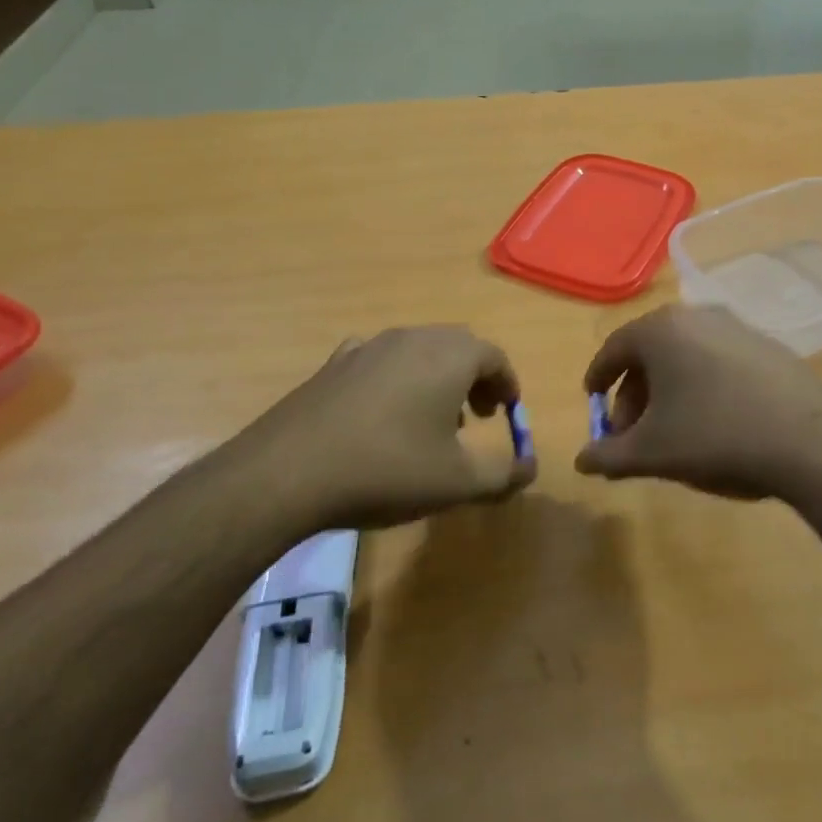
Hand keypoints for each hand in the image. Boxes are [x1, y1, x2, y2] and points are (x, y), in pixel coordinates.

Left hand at [252, 326, 536, 530]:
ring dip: (437, 377)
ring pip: (419, 350)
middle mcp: (413, 338)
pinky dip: (396, 377)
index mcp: (450, 355)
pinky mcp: (335, 363)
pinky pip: (380, 359)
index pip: (494, 356)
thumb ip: (504, 474)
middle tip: (479, 415)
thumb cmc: (388, 469)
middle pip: (458, 346)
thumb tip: (531, 468)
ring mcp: (370, 346)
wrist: (290, 471)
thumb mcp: (457, 483)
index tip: (508, 413)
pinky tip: (384, 410)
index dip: (508, 384)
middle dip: (475, 378)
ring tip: (434, 420)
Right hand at [575, 305, 821, 501]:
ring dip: (668, 390)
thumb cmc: (714, 435)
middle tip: (631, 433)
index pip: (613, 348)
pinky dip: (701, 384)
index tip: (593, 402)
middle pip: (649, 351)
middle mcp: (695, 316)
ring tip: (671, 431)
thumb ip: (609, 456)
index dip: (598, 378)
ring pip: (684, 355)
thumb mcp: (652, 453)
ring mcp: (735, 327)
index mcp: (660, 330)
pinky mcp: (766, 344)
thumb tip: (581, 462)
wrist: (809, 439)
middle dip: (634, 393)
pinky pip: (717, 360)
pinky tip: (713, 421)